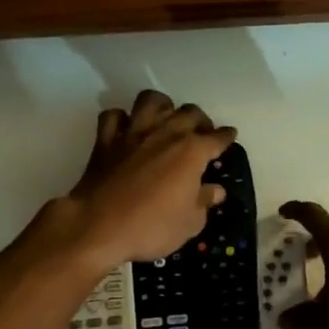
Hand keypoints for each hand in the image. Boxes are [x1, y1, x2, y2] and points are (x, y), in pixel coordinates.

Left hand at [64, 90, 235, 265]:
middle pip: (189, 112)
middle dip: (200, 120)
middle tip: (201, 132)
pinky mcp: (106, 139)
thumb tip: (215, 190)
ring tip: (166, 119)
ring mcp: (133, 132)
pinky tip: (126, 128)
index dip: (226, 137)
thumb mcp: (189, 223)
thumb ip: (204, 201)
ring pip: (151, 101)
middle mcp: (166, 133)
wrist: (98, 226)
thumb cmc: (151, 227)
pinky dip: (122, 119)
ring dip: (162, 106)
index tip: (229, 136)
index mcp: (192, 151)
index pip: (217, 138)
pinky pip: (114, 116)